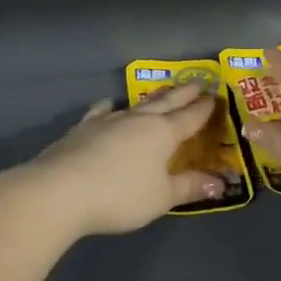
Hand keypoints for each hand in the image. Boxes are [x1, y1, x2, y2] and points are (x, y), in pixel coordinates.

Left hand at [12, 84, 228, 238]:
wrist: (61, 190)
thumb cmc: (121, 196)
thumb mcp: (161, 197)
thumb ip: (189, 187)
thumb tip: (219, 182)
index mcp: (163, 133)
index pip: (190, 117)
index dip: (204, 108)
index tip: (216, 96)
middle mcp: (138, 120)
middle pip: (166, 102)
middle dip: (183, 94)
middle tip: (197, 82)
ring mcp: (108, 121)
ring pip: (136, 104)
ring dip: (152, 98)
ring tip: (161, 92)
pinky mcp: (83, 128)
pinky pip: (102, 112)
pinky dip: (110, 107)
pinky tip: (109, 105)